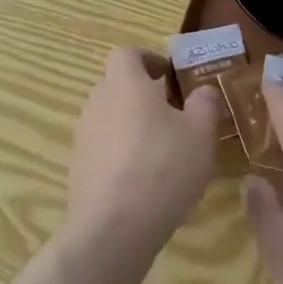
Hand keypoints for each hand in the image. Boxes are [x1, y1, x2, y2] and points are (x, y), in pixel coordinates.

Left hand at [64, 47, 221, 273]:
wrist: (112, 229)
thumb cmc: (162, 167)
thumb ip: (204, 104)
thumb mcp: (200, 134)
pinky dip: (120, 156)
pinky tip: (144, 183)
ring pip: (109, 118)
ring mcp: (84, 137)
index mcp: (126, 83)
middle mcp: (98, 102)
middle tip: (172, 115)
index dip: (147, 59)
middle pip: (117, 85)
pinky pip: (102, 149)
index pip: (127, 54)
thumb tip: (202, 91)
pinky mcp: (78, 169)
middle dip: (141, 95)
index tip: (168, 76)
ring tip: (161, 153)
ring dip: (131, 126)